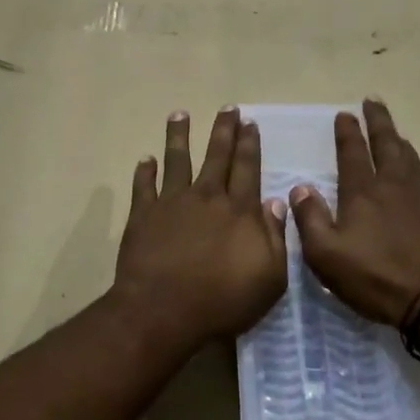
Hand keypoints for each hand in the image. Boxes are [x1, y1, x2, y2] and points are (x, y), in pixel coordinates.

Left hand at [113, 108, 288, 350]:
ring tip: (179, 114)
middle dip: (224, 130)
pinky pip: (143, 187)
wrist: (163, 312)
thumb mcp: (269, 279)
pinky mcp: (142, 216)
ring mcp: (171, 204)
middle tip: (227, 108)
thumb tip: (276, 203)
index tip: (250, 123)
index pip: (248, 168)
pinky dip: (144, 171)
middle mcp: (206, 198)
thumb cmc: (222, 302)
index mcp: (239, 211)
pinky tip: (145, 160)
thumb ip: (276, 238)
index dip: (250, 144)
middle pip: (216, 156)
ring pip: (177, 160)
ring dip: (179, 136)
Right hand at [289, 99, 419, 324]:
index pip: (352, 153)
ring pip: (409, 157)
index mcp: (363, 193)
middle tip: (373, 101)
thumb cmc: (376, 278)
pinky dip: (415, 166)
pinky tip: (415, 173)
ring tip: (393, 131)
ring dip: (398, 140)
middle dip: (377, 121)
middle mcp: (394, 185)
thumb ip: (310, 219)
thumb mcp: (327, 256)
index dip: (347, 132)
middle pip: (386, 143)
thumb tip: (300, 188)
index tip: (344, 113)